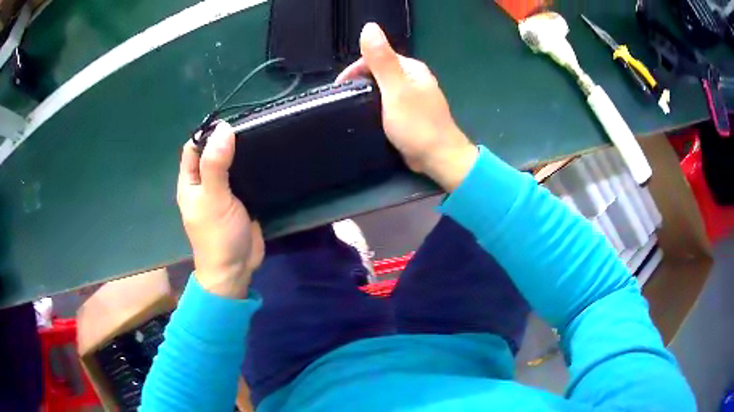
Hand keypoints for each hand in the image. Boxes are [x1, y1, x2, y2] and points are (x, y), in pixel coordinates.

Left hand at [177, 122, 263, 298]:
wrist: (236, 269)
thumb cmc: (218, 236)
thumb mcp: (213, 198)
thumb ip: (215, 165)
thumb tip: (224, 129)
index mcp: (190, 182)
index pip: (194, 147)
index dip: (208, 133)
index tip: (231, 122)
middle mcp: (204, 184)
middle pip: (213, 153)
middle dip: (227, 140)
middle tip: (252, 125)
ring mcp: (223, 192)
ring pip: (230, 164)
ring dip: (241, 152)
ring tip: (262, 136)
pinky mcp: (241, 200)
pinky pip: (244, 177)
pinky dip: (252, 167)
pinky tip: (266, 158)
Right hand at [337, 23, 477, 190]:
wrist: (438, 158)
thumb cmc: (417, 124)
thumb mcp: (396, 89)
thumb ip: (382, 59)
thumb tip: (370, 27)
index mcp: (411, 68)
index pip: (377, 57)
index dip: (356, 68)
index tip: (340, 86)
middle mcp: (413, 78)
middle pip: (379, 72)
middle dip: (359, 82)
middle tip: (343, 99)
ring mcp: (412, 97)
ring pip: (382, 89)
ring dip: (366, 95)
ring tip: (350, 108)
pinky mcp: (409, 114)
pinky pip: (387, 104)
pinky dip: (375, 107)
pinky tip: (366, 116)